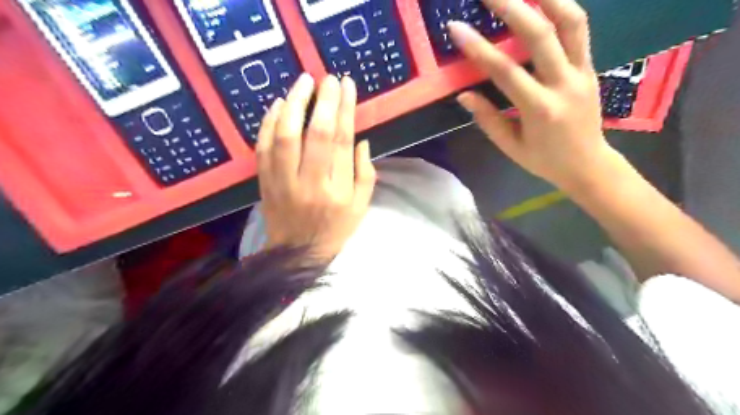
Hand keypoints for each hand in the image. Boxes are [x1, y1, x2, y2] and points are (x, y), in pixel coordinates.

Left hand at [258, 73, 376, 257]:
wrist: (297, 253)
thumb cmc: (335, 229)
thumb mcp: (361, 206)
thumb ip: (365, 173)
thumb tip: (360, 139)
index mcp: (337, 188)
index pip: (341, 141)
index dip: (344, 109)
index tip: (346, 85)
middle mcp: (310, 181)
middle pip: (315, 134)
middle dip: (322, 101)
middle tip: (327, 78)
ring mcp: (283, 180)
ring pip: (285, 136)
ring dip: (293, 104)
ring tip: (302, 82)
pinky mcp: (264, 181)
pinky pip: (263, 147)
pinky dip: (268, 123)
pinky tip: (276, 105)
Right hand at [451, 0, 618, 193]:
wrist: (588, 164)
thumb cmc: (545, 160)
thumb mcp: (511, 147)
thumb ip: (488, 119)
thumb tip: (464, 94)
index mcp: (539, 110)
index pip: (505, 71)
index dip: (479, 48)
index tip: (457, 28)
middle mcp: (564, 84)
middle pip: (540, 35)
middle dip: (512, 6)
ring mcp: (582, 71)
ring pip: (571, 21)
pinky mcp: (591, 66)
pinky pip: (579, 29)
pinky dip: (563, 7)